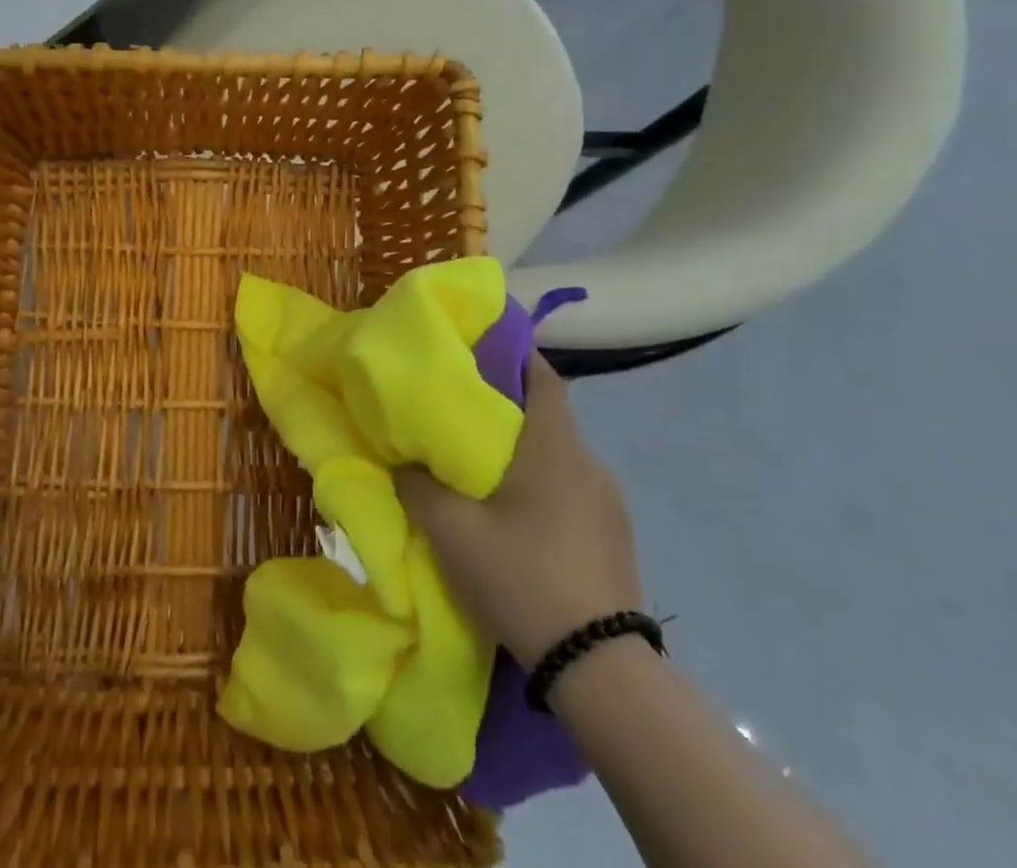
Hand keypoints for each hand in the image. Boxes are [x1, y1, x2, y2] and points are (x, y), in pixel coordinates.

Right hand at [395, 354, 640, 668]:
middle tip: (462, 411)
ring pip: (559, 455)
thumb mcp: (452, 531)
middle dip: (508, 406)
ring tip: (484, 466)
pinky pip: (573, 489)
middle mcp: (589, 463)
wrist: (600, 669)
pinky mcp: (616, 537)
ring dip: (525, 451)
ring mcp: (609, 502)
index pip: (543, 376)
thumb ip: (418, 486)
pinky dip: (544, 484)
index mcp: (554, 446)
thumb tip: (400, 459)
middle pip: (548, 414)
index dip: (515, 353)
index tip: (480, 347)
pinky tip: (518, 516)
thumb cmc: (522, 576)